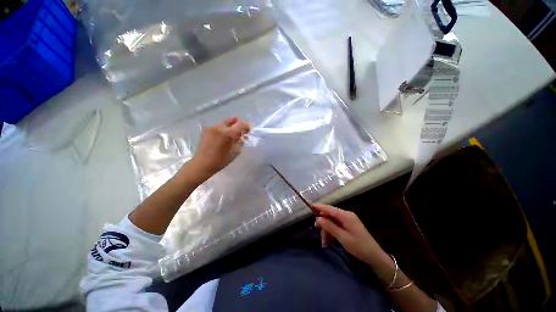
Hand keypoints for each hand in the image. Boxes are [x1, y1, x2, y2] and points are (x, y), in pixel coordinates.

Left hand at [188, 117, 250, 181]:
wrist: (202, 164)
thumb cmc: (220, 160)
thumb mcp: (234, 151)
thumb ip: (239, 141)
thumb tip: (244, 135)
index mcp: (227, 133)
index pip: (240, 124)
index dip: (246, 125)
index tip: (249, 129)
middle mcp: (219, 127)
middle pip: (233, 120)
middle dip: (239, 124)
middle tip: (243, 131)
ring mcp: (212, 127)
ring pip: (226, 123)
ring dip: (232, 127)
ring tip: (234, 135)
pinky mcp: (207, 130)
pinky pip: (219, 127)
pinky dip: (225, 129)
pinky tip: (225, 137)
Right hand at [314, 204, 384, 264]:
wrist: (375, 256)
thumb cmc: (359, 247)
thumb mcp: (342, 237)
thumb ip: (330, 226)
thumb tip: (318, 218)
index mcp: (346, 216)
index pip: (329, 208)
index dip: (319, 207)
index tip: (310, 206)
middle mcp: (346, 215)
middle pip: (330, 215)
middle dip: (323, 225)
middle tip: (320, 235)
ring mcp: (348, 220)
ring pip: (332, 221)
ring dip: (327, 230)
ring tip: (325, 243)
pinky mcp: (349, 225)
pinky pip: (337, 225)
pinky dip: (332, 232)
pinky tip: (331, 241)